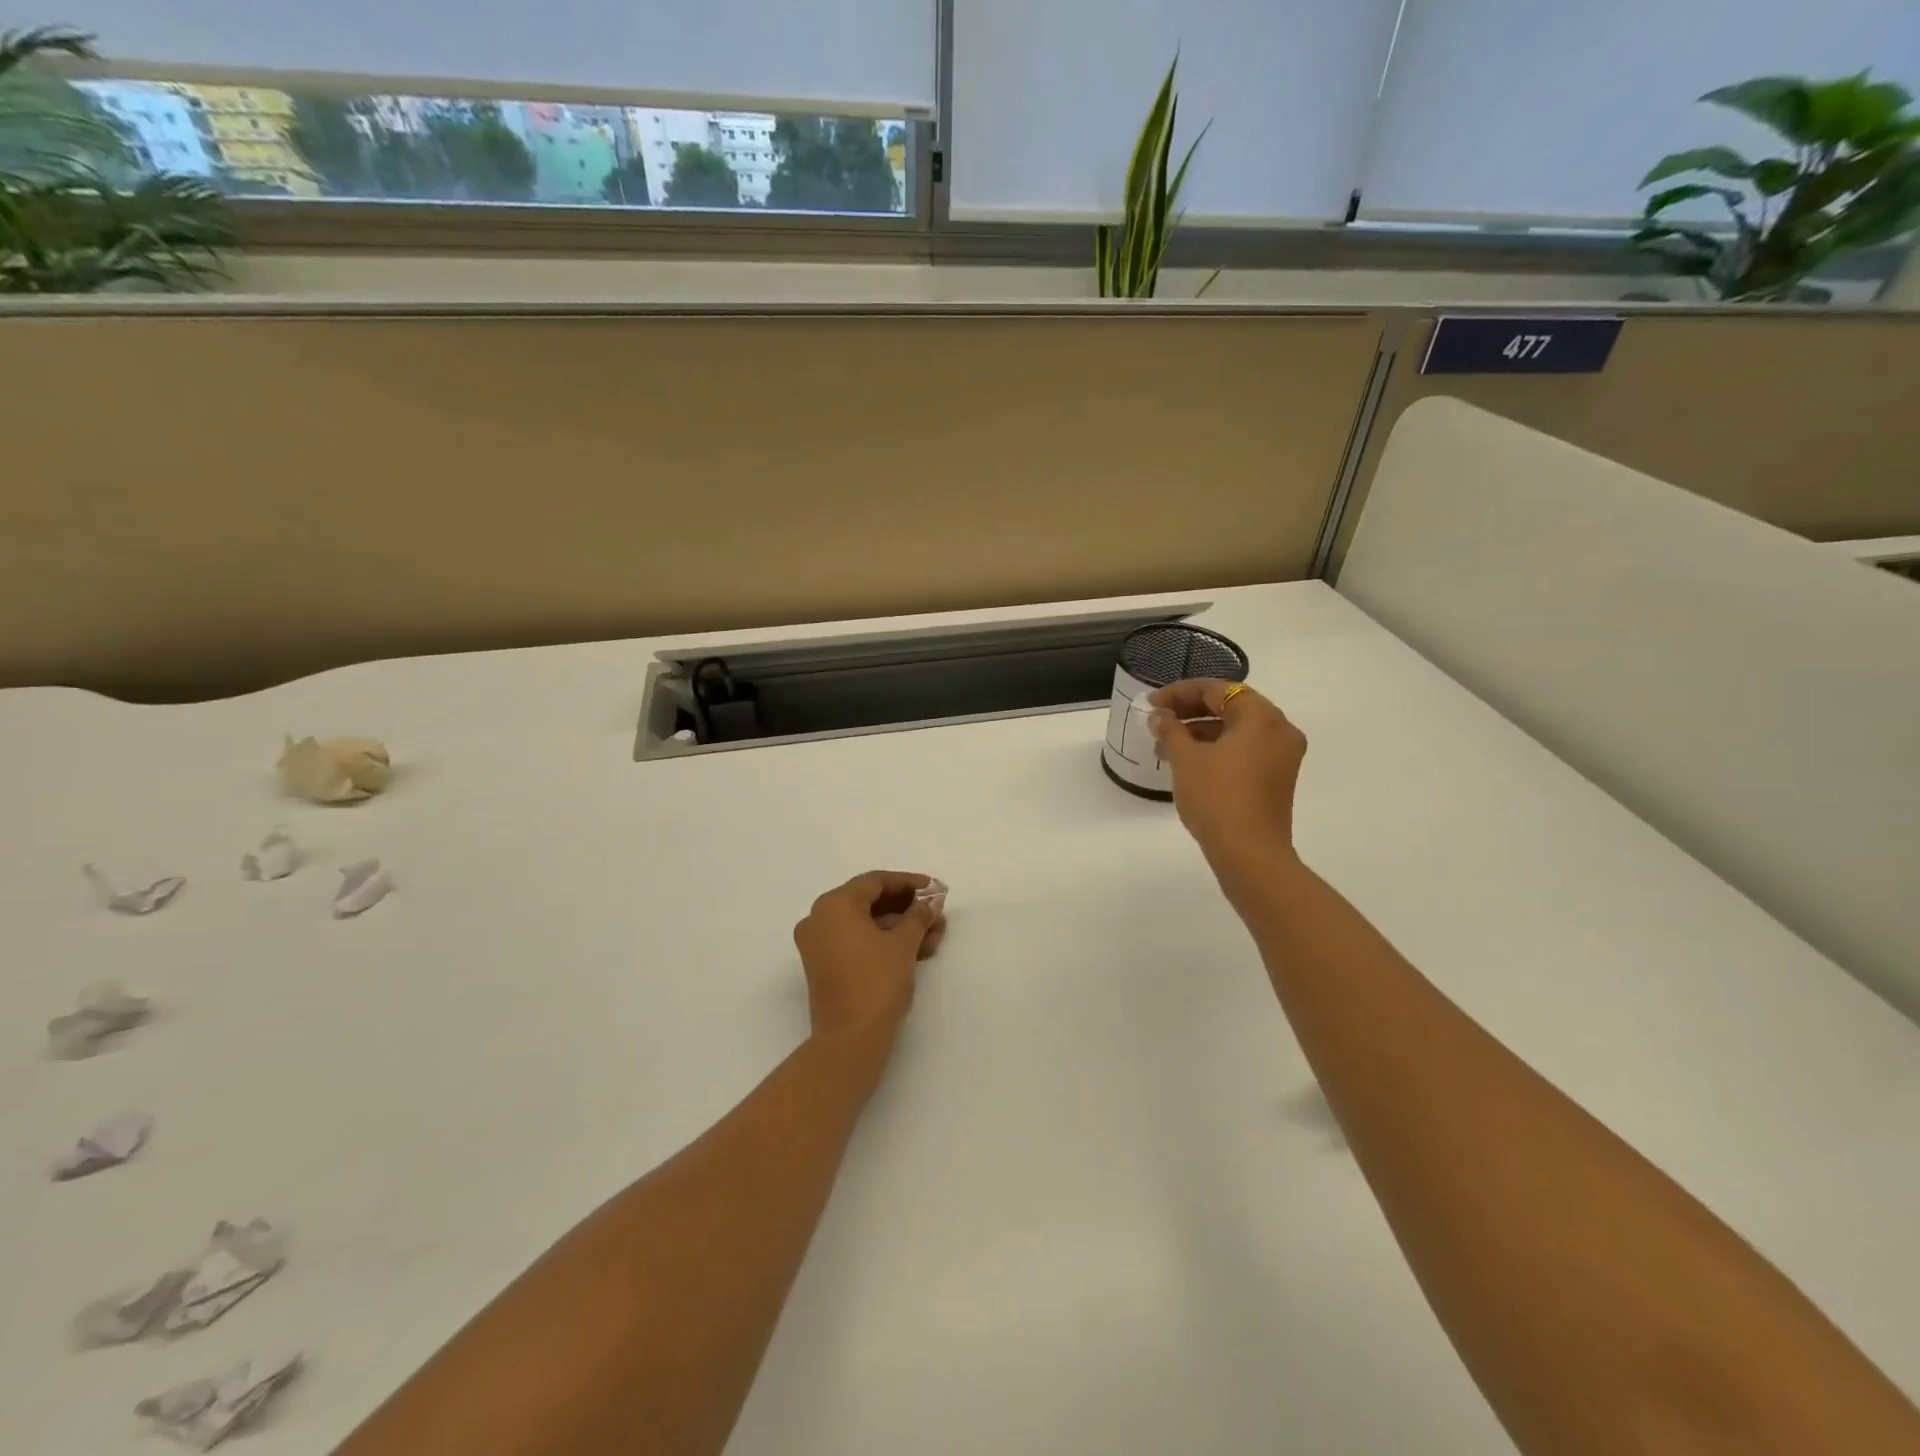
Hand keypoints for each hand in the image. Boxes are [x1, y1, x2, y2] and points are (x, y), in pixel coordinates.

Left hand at [793, 871, 946, 1046]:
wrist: (850, 1040)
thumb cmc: (877, 982)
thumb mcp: (904, 944)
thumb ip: (919, 916)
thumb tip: (931, 902)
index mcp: (834, 905)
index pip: (875, 882)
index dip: (908, 883)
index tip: (933, 888)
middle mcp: (819, 918)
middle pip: (869, 902)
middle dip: (907, 908)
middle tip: (936, 913)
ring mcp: (818, 944)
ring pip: (865, 924)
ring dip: (900, 927)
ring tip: (934, 936)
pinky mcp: (824, 966)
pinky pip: (856, 942)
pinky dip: (884, 942)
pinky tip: (917, 950)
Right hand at [1149, 680, 1306, 872]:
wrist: (1249, 854)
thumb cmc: (1217, 798)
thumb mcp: (1186, 759)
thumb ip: (1170, 729)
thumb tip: (1160, 716)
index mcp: (1261, 716)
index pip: (1217, 689)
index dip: (1179, 693)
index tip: (1151, 705)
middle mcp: (1279, 729)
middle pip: (1230, 706)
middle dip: (1190, 712)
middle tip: (1157, 722)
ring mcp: (1282, 756)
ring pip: (1236, 730)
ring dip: (1200, 732)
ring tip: (1165, 745)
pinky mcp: (1277, 778)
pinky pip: (1244, 750)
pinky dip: (1217, 749)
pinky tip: (1188, 762)